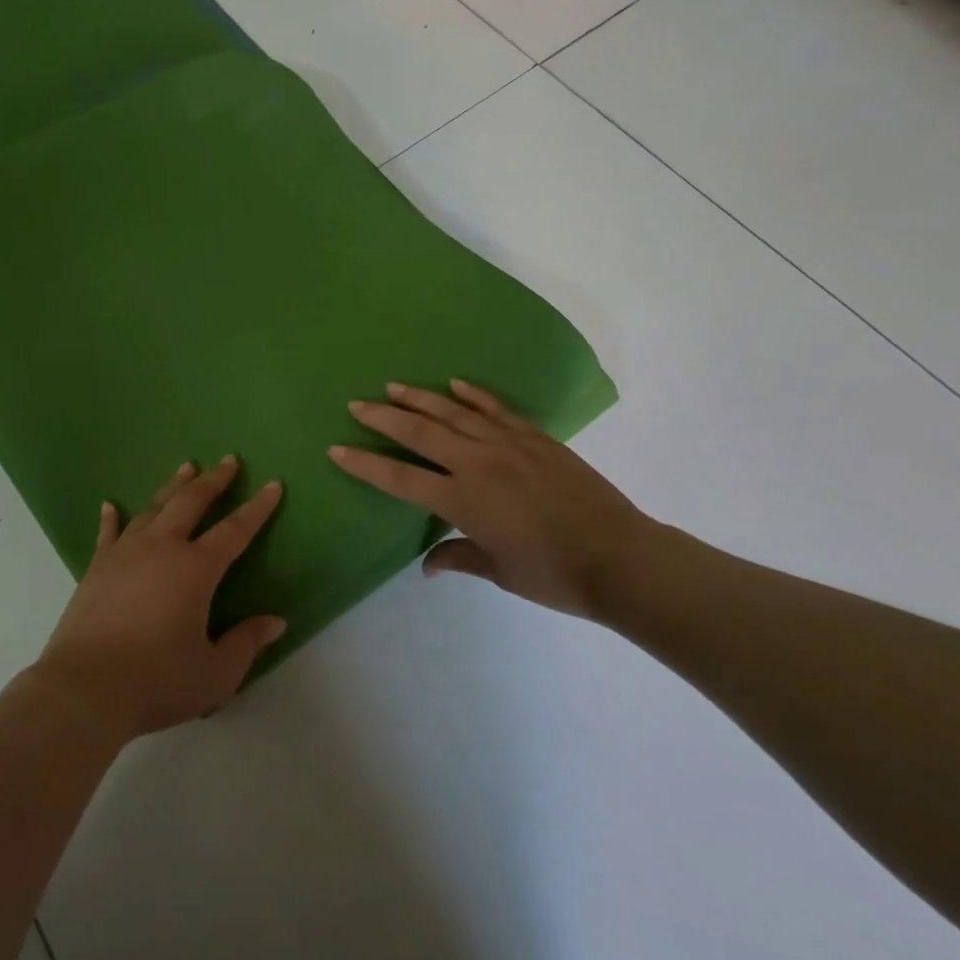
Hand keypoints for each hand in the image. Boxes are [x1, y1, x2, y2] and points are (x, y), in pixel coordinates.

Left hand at [33, 457, 286, 741]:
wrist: (84, 688)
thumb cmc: (156, 681)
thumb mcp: (215, 674)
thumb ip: (246, 643)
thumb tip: (275, 621)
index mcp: (195, 570)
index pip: (234, 531)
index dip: (257, 508)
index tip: (272, 485)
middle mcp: (161, 549)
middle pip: (190, 503)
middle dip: (213, 481)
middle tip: (228, 461)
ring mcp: (124, 554)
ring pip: (152, 508)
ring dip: (172, 487)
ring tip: (186, 469)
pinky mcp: (96, 568)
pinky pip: (108, 533)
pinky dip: (112, 517)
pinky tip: (110, 504)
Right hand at [328, 380, 654, 618]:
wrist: (623, 558)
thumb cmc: (555, 575)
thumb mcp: (500, 572)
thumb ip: (458, 559)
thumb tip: (427, 565)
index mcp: (463, 500)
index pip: (400, 478)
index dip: (365, 465)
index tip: (336, 449)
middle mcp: (478, 464)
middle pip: (420, 433)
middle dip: (383, 418)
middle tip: (356, 405)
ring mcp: (509, 445)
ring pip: (454, 412)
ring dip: (420, 399)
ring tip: (393, 387)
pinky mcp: (536, 438)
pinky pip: (497, 409)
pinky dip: (474, 395)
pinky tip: (455, 385)